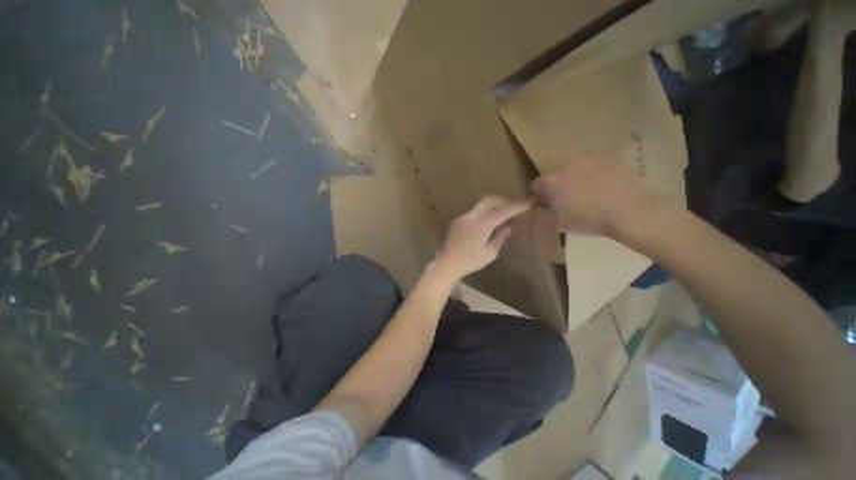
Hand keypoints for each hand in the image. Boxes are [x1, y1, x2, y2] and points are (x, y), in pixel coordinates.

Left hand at [434, 196, 530, 279]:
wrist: (447, 263)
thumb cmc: (470, 262)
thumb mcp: (489, 253)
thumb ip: (500, 238)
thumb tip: (508, 227)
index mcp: (481, 225)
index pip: (502, 211)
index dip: (515, 207)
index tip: (526, 204)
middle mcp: (471, 217)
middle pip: (489, 200)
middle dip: (502, 201)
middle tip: (512, 207)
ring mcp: (463, 217)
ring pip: (480, 205)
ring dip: (492, 206)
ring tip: (500, 214)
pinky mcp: (457, 221)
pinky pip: (473, 212)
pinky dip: (483, 213)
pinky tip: (486, 222)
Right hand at [530, 152, 662, 236]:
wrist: (628, 210)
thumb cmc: (589, 219)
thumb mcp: (558, 223)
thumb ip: (544, 213)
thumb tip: (538, 206)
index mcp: (551, 181)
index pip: (536, 185)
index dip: (538, 195)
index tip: (546, 204)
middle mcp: (566, 164)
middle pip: (555, 174)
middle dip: (557, 185)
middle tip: (568, 199)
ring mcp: (588, 158)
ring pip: (575, 167)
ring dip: (575, 177)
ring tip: (588, 191)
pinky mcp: (608, 155)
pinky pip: (595, 163)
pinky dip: (595, 171)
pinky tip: (604, 184)